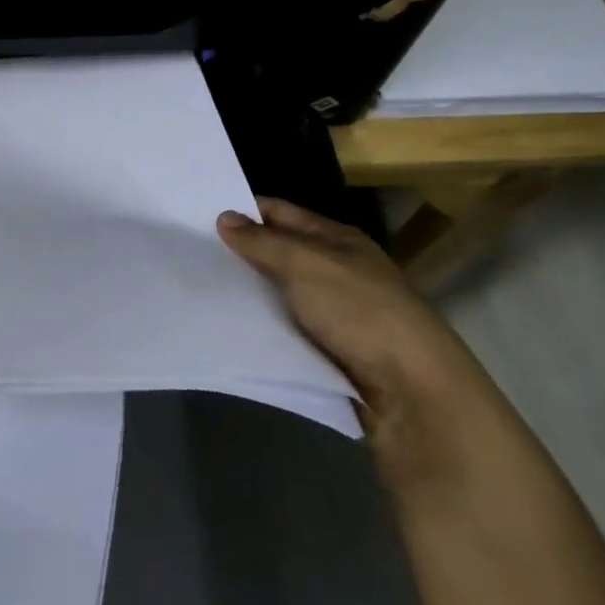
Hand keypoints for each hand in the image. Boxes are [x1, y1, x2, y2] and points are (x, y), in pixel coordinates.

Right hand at [217, 200, 491, 455]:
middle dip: (241, 251)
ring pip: (280, 292)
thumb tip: (223, 217)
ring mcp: (336, 311)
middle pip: (279, 251)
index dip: (244, 210)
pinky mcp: (330, 349)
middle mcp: (338, 269)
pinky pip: (286, 326)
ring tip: (199, 284)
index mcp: (339, 239)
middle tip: (190, 249)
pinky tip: (230, 323)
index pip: (281, 212)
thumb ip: (263, 242)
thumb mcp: (306, 265)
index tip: (198, 214)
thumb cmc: (361, 313)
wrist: (414, 394)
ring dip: (250, 291)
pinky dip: (263, 324)